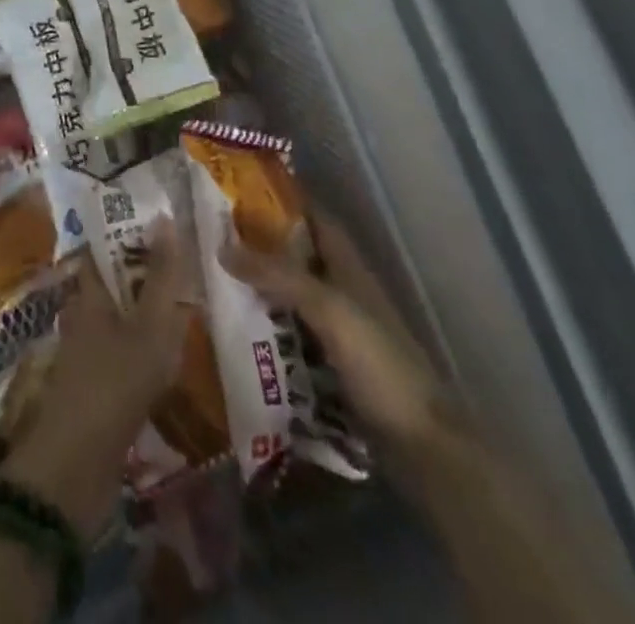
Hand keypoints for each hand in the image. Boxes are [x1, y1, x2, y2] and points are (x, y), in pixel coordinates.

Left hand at [0, 220, 194, 544]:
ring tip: (186, 303)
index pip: (103, 248)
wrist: (75, 468)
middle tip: (185, 262)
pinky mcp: (96, 388)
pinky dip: (146, 347)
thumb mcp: (149, 327)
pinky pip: (125, 353)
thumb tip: (164, 217)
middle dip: (144, 272)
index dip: (127, 231)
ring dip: (147, 311)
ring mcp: (87, 354)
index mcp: (88, 294)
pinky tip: (172, 354)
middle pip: (114, 283)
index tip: (159, 221)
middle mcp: (83, 316)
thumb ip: (161, 276)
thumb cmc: (113, 384)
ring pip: (120, 318)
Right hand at [221, 210, 444, 457]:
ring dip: (260, 289)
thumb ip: (279, 276)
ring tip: (213, 281)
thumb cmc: (379, 363)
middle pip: (297, 257)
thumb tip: (222, 247)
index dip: (284, 199)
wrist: (421, 444)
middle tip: (212, 238)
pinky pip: (290, 336)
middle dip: (260, 246)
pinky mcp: (331, 368)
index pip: (314, 217)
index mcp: (348, 266)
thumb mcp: (328, 310)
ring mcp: (338, 331)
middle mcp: (342, 290)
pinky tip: (235, 334)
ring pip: (291, 297)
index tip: (240, 190)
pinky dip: (266, 331)